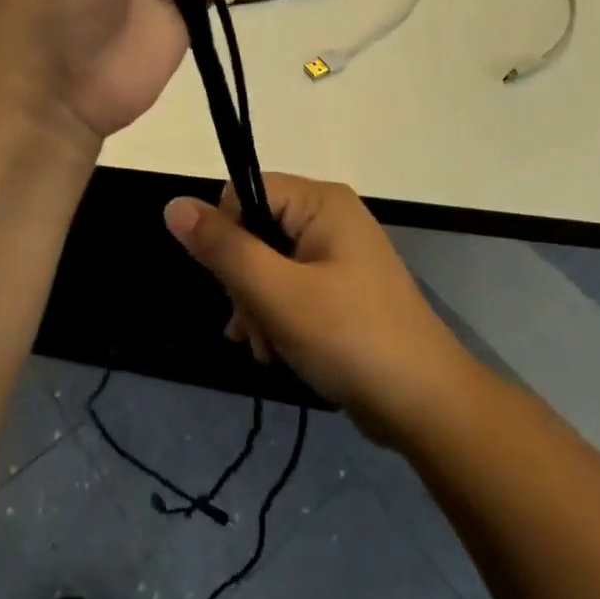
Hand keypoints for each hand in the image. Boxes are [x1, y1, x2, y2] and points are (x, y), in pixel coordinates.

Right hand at [163, 174, 480, 445]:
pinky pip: (290, 288)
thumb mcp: (278, 294)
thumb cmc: (350, 338)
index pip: (244, 193)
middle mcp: (330, 217)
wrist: (426, 405)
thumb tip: (173, 204)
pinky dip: (276, 318)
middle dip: (243, 284)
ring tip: (267, 349)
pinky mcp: (341, 289)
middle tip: (254, 328)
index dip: (227, 236)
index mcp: (321, 201)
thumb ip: (224, 248)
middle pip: (255, 231)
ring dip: (256, 308)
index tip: (232, 284)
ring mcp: (337, 255)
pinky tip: (276, 352)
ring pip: (267, 265)